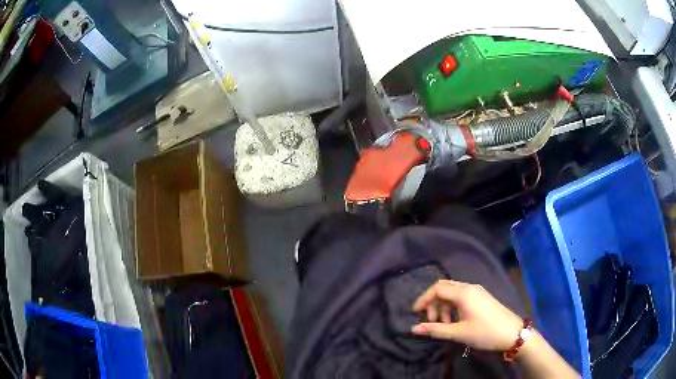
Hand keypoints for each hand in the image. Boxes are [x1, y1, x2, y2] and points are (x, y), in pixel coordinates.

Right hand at [411, 280, 522, 351]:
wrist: (512, 333)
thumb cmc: (484, 332)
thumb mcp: (458, 333)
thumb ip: (435, 329)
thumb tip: (413, 329)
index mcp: (463, 293)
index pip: (437, 288)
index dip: (424, 299)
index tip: (415, 313)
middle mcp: (469, 287)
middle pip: (444, 288)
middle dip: (433, 303)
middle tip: (431, 321)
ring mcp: (477, 291)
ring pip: (453, 293)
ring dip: (443, 306)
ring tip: (443, 325)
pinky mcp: (481, 297)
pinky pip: (461, 297)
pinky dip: (453, 307)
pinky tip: (454, 321)